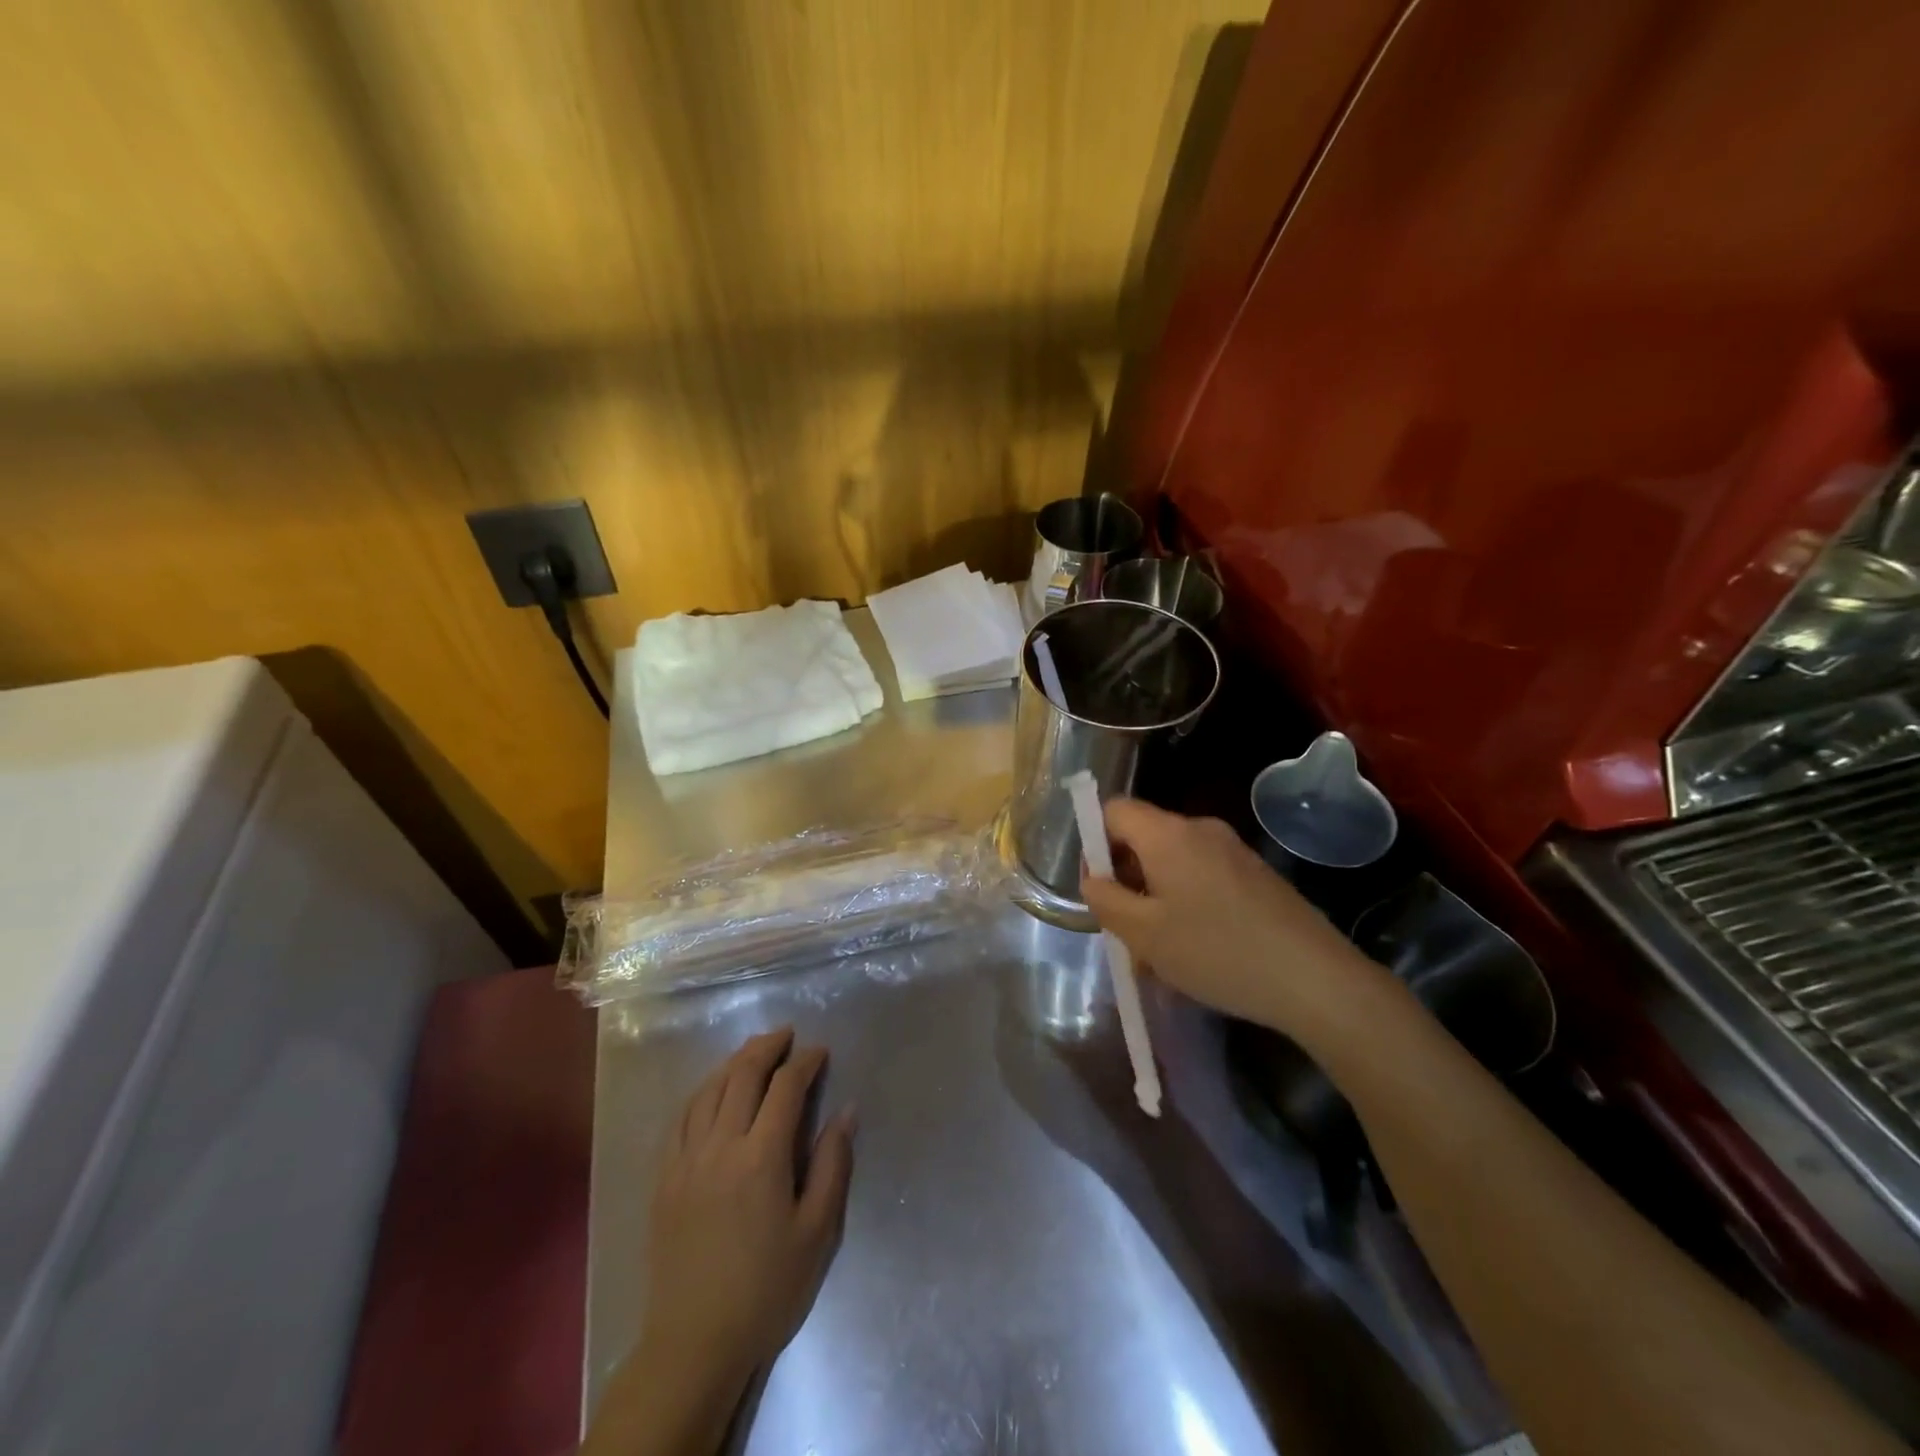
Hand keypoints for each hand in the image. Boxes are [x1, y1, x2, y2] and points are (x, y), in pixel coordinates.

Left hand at [643, 1029, 854, 1378]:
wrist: (694, 1343)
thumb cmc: (766, 1289)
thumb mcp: (816, 1232)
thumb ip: (832, 1165)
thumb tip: (846, 1110)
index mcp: (761, 1157)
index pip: (785, 1087)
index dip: (805, 1062)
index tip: (821, 1052)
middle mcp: (720, 1145)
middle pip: (742, 1075)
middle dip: (767, 1047)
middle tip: (788, 1035)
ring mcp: (686, 1160)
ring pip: (709, 1090)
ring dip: (734, 1062)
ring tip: (754, 1051)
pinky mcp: (664, 1178)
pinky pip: (681, 1118)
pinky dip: (702, 1091)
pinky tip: (712, 1089)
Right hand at [1080, 799, 1384, 1036]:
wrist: (1315, 979)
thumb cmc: (1216, 952)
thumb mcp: (1143, 934)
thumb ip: (1105, 900)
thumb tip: (1095, 880)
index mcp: (1168, 834)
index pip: (1114, 810)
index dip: (1096, 844)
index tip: (1102, 891)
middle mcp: (1200, 830)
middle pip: (1144, 839)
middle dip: (1127, 881)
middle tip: (1128, 932)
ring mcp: (1234, 851)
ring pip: (1174, 865)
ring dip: (1156, 900)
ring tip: (1162, 955)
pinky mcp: (1257, 875)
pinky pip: (1203, 878)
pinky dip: (1188, 905)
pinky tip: (1198, 952)